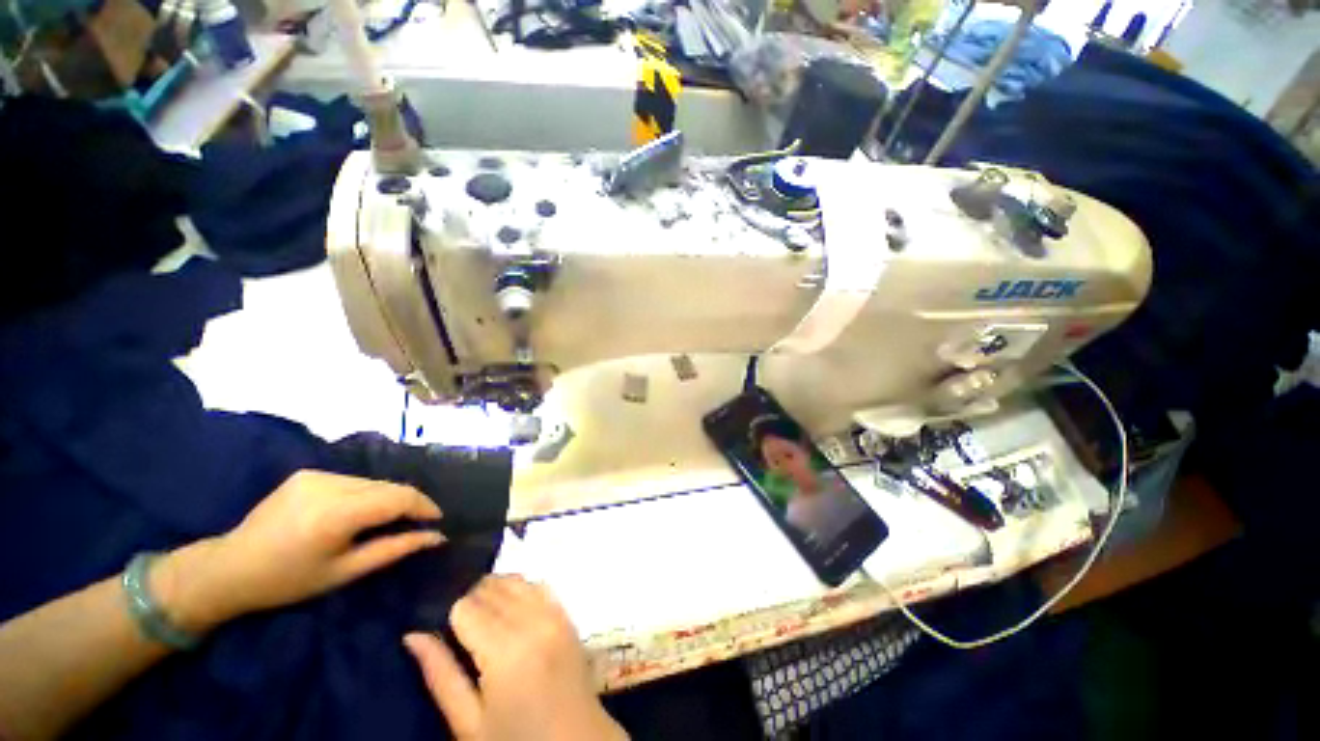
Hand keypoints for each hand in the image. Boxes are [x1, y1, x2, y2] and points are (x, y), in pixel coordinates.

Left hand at [155, 470, 444, 632]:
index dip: (425, 506)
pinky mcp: (307, 472)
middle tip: (416, 524)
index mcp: (337, 513)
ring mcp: (316, 474)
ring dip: (387, 498)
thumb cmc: (288, 581)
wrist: (229, 568)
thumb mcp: (345, 572)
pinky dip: (366, 493)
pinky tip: (358, 512)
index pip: (399, 497)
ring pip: (373, 481)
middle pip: (389, 486)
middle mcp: (330, 485)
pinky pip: (353, 480)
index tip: (437, 521)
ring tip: (387, 520)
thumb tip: (436, 537)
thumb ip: (394, 549)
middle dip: (408, 503)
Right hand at [404, 576, 626, 740]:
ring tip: (484, 621)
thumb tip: (411, 635)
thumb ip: (440, 675)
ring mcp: (555, 614)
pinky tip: (511, 609)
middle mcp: (533, 622)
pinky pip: (540, 585)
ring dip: (495, 590)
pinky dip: (521, 589)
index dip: (450, 616)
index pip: (467, 606)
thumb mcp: (468, 723)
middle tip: (461, 631)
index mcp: (505, 651)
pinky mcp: (568, 614)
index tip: (444, 632)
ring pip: (516, 580)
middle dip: (471, 601)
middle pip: (492, 587)